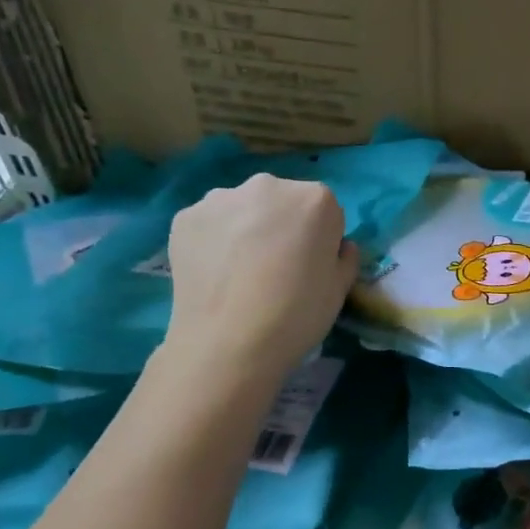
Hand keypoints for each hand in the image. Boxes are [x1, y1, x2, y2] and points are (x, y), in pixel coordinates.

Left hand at [160, 174, 358, 380]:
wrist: (229, 343)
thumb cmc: (297, 314)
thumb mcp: (340, 290)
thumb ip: (344, 257)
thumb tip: (336, 247)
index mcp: (315, 199)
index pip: (325, 211)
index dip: (321, 239)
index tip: (311, 266)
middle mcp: (268, 185)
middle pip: (281, 202)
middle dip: (282, 225)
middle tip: (275, 268)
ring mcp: (220, 198)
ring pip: (242, 210)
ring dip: (245, 229)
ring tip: (240, 274)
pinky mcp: (185, 217)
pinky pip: (210, 225)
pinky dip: (213, 242)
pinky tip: (215, 275)